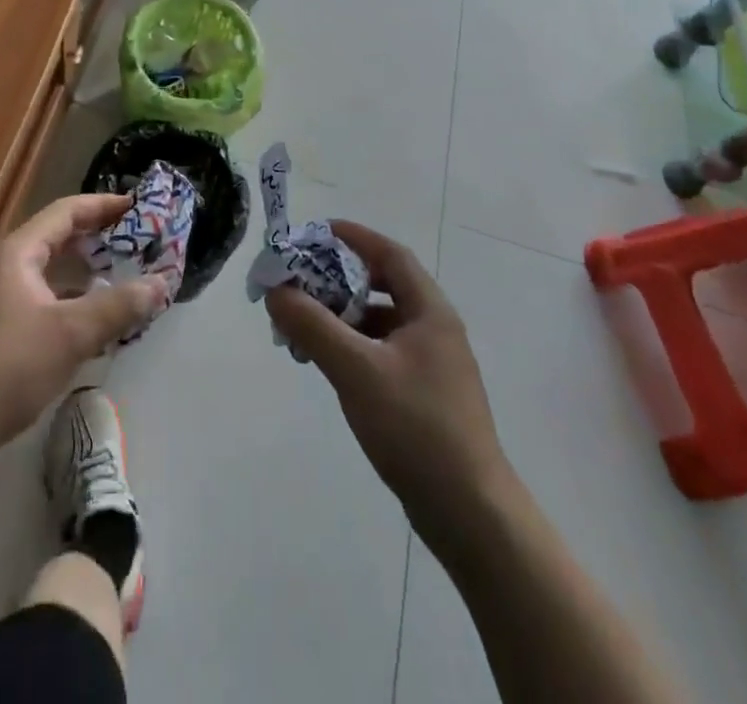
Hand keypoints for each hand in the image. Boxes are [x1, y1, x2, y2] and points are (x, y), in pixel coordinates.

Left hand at [0, 193, 167, 465]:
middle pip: (59, 239)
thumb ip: (118, 306)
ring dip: (87, 273)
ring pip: (52, 273)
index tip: (138, 207)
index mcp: (19, 253)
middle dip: (99, 238)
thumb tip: (161, 283)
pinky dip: (73, 302)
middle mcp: (7, 268)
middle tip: (138, 242)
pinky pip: (45, 301)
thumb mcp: (71, 334)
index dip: (103, 205)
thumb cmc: (8, 367)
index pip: (66, 212)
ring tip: (125, 278)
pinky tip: (95, 323)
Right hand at [266, 222, 511, 551]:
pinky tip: (328, 362)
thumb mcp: (357, 370)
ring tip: (303, 324)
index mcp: (430, 311)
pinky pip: (382, 352)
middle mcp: (434, 328)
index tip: (314, 233)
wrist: (470, 513)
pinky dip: (353, 346)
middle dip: (339, 279)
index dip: (353, 237)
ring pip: (381, 322)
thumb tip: (276, 290)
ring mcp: (432, 364)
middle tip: (299, 281)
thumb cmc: (416, 428)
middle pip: (383, 285)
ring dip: (343, 315)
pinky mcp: (425, 395)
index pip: (389, 254)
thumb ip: (313, 327)